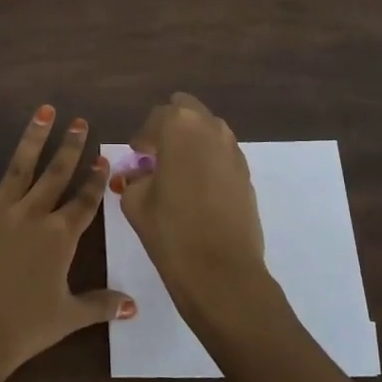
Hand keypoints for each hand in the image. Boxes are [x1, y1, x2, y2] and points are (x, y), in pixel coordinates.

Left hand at [0, 106, 134, 381]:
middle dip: (70, 147)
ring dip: (34, 137)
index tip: (103, 157)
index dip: (95, 180)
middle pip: (56, 175)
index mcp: (60, 238)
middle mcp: (33, 215)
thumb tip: (134, 306)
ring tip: (45, 111)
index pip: (84, 202)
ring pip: (20, 166)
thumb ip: (101, 304)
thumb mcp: (67, 318)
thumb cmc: (22, 329)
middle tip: (80, 121)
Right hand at [115, 93, 290, 338]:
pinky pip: (221, 154)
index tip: (136, 157)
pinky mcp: (246, 173)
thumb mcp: (135, 201)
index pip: (156, 118)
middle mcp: (211, 127)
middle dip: (170, 129)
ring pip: (207, 131)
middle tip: (156, 157)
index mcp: (179, 126)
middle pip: (187, 112)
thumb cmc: (170, 230)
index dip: (143, 139)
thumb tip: (140, 175)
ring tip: (176, 173)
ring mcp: (233, 149)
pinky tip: (196, 190)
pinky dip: (207, 161)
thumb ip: (134, 178)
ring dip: (191, 143)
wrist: (221, 270)